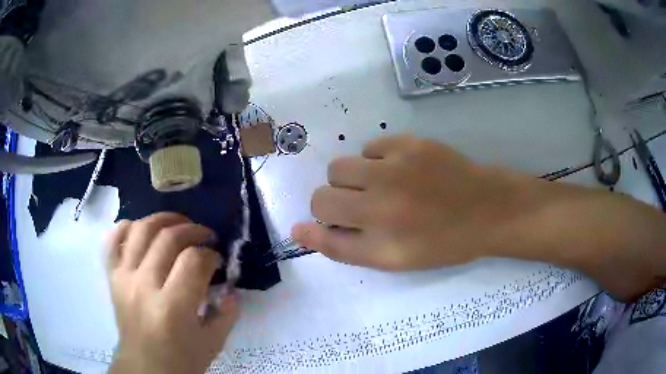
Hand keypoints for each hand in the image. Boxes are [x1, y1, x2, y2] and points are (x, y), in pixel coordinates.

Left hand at [106, 213, 238, 373]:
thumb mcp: (213, 342)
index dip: (210, 254)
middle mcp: (144, 286)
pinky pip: (114, 239)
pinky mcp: (112, 277)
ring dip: (163, 219)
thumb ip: (227, 312)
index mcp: (172, 308)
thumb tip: (232, 286)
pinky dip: (128, 227)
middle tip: (205, 237)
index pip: (193, 261)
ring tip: (178, 224)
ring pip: (140, 230)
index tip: (217, 259)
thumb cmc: (181, 360)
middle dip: (193, 230)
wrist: (145, 367)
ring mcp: (124, 278)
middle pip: (167, 238)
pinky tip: (143, 229)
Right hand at [292, 135, 532, 270]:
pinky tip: (401, 171)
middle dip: (337, 202)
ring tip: (382, 187)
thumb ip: (342, 248)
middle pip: (324, 192)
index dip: (324, 222)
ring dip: (353, 180)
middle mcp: (382, 197)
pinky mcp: (410, 142)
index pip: (320, 218)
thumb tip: (299, 229)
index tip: (340, 223)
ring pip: (342, 166)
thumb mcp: (391, 260)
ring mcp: (396, 164)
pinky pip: (370, 148)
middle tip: (367, 209)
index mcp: (378, 233)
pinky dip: (376, 161)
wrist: (486, 210)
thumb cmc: (441, 243)